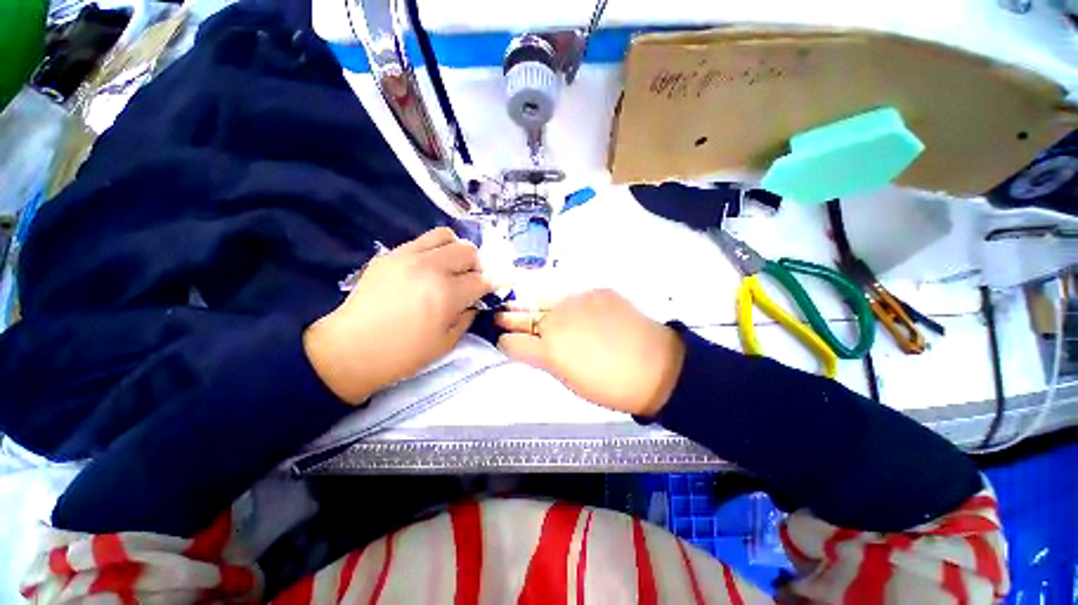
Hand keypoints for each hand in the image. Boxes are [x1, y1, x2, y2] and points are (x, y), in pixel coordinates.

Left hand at [304, 227, 493, 403]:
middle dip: (478, 265)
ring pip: (447, 235)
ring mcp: (409, 256)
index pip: (483, 279)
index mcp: (448, 294)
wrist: (350, 349)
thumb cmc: (404, 353)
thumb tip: (476, 300)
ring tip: (452, 267)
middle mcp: (431, 267)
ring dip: (457, 250)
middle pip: (469, 251)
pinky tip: (429, 267)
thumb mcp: (447, 342)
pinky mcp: (391, 254)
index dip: (495, 283)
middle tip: (472, 280)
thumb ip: (468, 315)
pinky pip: (422, 240)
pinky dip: (435, 250)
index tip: (498, 286)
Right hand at [496, 289, 684, 416]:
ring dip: (536, 307)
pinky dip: (569, 304)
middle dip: (509, 317)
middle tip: (498, 315)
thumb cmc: (611, 385)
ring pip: (546, 300)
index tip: (502, 340)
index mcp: (549, 350)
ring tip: (529, 309)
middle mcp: (557, 320)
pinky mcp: (596, 291)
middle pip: (524, 316)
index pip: (513, 341)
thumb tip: (534, 348)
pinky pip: (575, 296)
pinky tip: (575, 312)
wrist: (656, 366)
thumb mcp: (570, 381)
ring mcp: (577, 301)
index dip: (504, 341)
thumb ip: (546, 360)